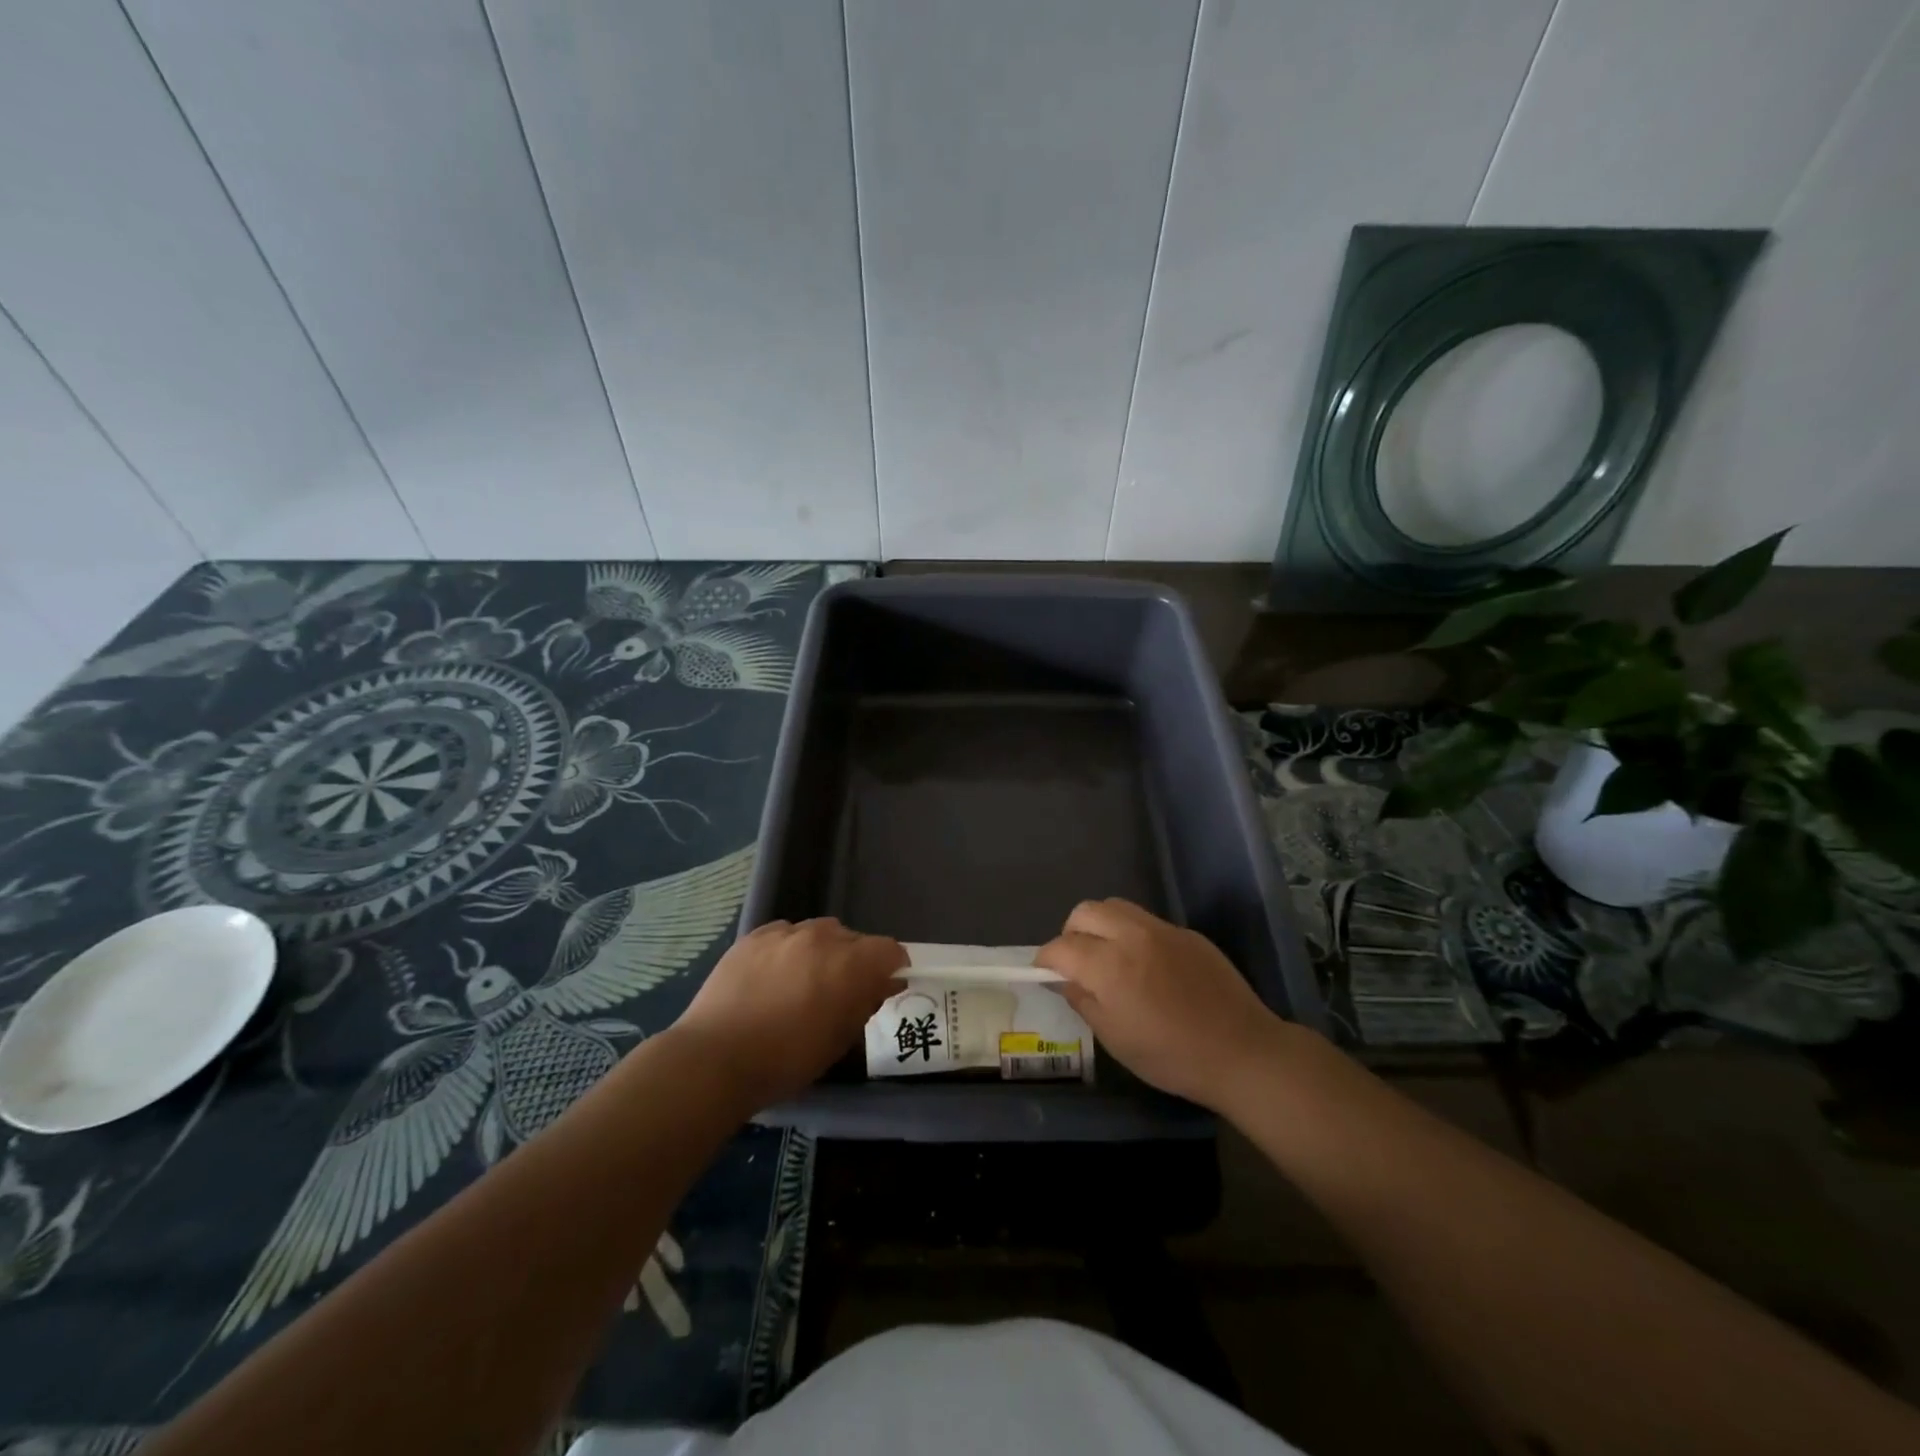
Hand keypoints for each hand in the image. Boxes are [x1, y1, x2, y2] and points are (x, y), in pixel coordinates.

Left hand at [667, 918, 906, 1109]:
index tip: (884, 985)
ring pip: (818, 932)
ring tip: (803, 981)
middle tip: (840, 991)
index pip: (889, 949)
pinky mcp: (753, 936)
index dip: (891, 966)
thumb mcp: (838, 1040)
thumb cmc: (787, 1059)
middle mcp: (822, 937)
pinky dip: (789, 949)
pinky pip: (784, 934)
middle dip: (855, 960)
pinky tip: (773, 976)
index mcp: (850, 963)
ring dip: (821, 951)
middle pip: (853, 938)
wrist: (715, 1057)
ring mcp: (785, 932)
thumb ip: (865, 1004)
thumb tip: (883, 984)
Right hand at [1036, 898, 1289, 1110]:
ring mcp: (1162, 929)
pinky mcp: (1187, 933)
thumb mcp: (1115, 1038)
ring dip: (1100, 925)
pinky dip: (1132, 934)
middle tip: (1076, 962)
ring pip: (1116, 907)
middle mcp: (1131, 936)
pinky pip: (1146, 921)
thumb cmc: (1171, 1056)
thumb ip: (1083, 1001)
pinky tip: (1146, 965)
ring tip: (1107, 956)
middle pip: (1085, 912)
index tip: (1045, 974)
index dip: (1046, 960)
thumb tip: (1064, 980)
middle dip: (1071, 933)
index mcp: (1109, 965)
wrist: (1241, 1051)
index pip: (1061, 947)